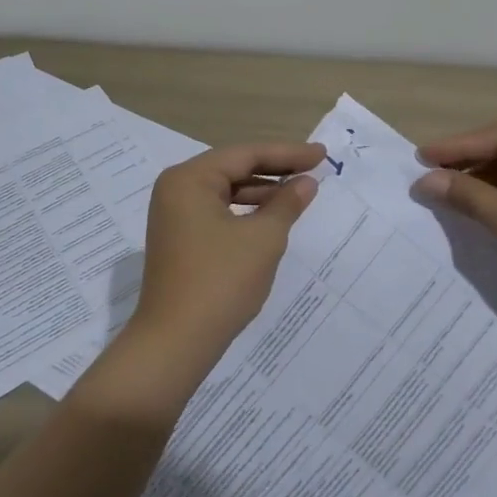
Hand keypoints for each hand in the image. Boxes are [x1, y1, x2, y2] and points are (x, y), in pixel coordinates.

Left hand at [108, 142, 323, 402]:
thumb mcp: (263, 239)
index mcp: (190, 179)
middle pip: (233, 168)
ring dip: (262, 192)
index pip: (246, 154)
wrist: (175, 343)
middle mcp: (176, 189)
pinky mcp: (180, 239)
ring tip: (300, 194)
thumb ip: (287, 204)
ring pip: (226, 191)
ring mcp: (174, 215)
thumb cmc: (220, 282)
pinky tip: (272, 218)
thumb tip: (307, 182)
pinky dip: (246, 211)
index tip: (322, 154)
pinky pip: (218, 212)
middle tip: (315, 169)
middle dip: (275, 170)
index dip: (287, 153)